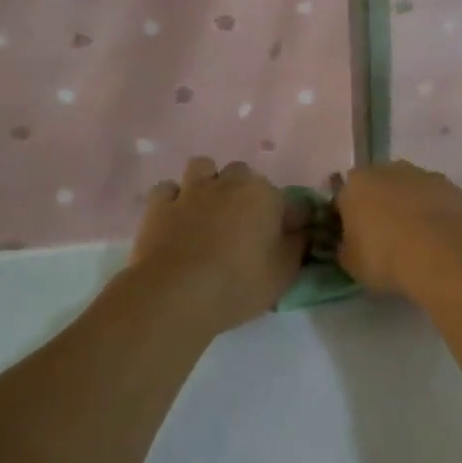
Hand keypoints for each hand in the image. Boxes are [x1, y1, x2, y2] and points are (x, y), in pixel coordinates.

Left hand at [129, 158, 304, 328]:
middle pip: (242, 174)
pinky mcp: (159, 205)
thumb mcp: (285, 272)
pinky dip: (173, 199)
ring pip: (202, 167)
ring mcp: (191, 191)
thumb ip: (298, 245)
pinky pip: (167, 189)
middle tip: (243, 224)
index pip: (287, 201)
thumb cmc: (240, 283)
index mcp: (265, 195)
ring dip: (207, 182)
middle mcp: (229, 183)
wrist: (176, 295)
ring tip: (208, 210)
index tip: (285, 241)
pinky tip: (176, 217)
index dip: (287, 220)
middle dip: (244, 192)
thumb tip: (302, 231)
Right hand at [334, 161, 461, 297]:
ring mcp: (429, 176)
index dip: (347, 221)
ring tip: (418, 246)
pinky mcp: (458, 190)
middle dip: (382, 209)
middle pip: (381, 188)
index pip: (344, 198)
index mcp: (358, 182)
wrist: (447, 256)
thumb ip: (346, 248)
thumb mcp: (351, 264)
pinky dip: (440, 219)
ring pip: (414, 193)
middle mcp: (392, 169)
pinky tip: (443, 244)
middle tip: (386, 242)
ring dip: (413, 211)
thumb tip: (349, 244)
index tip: (354, 243)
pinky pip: (441, 204)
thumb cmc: (387, 258)